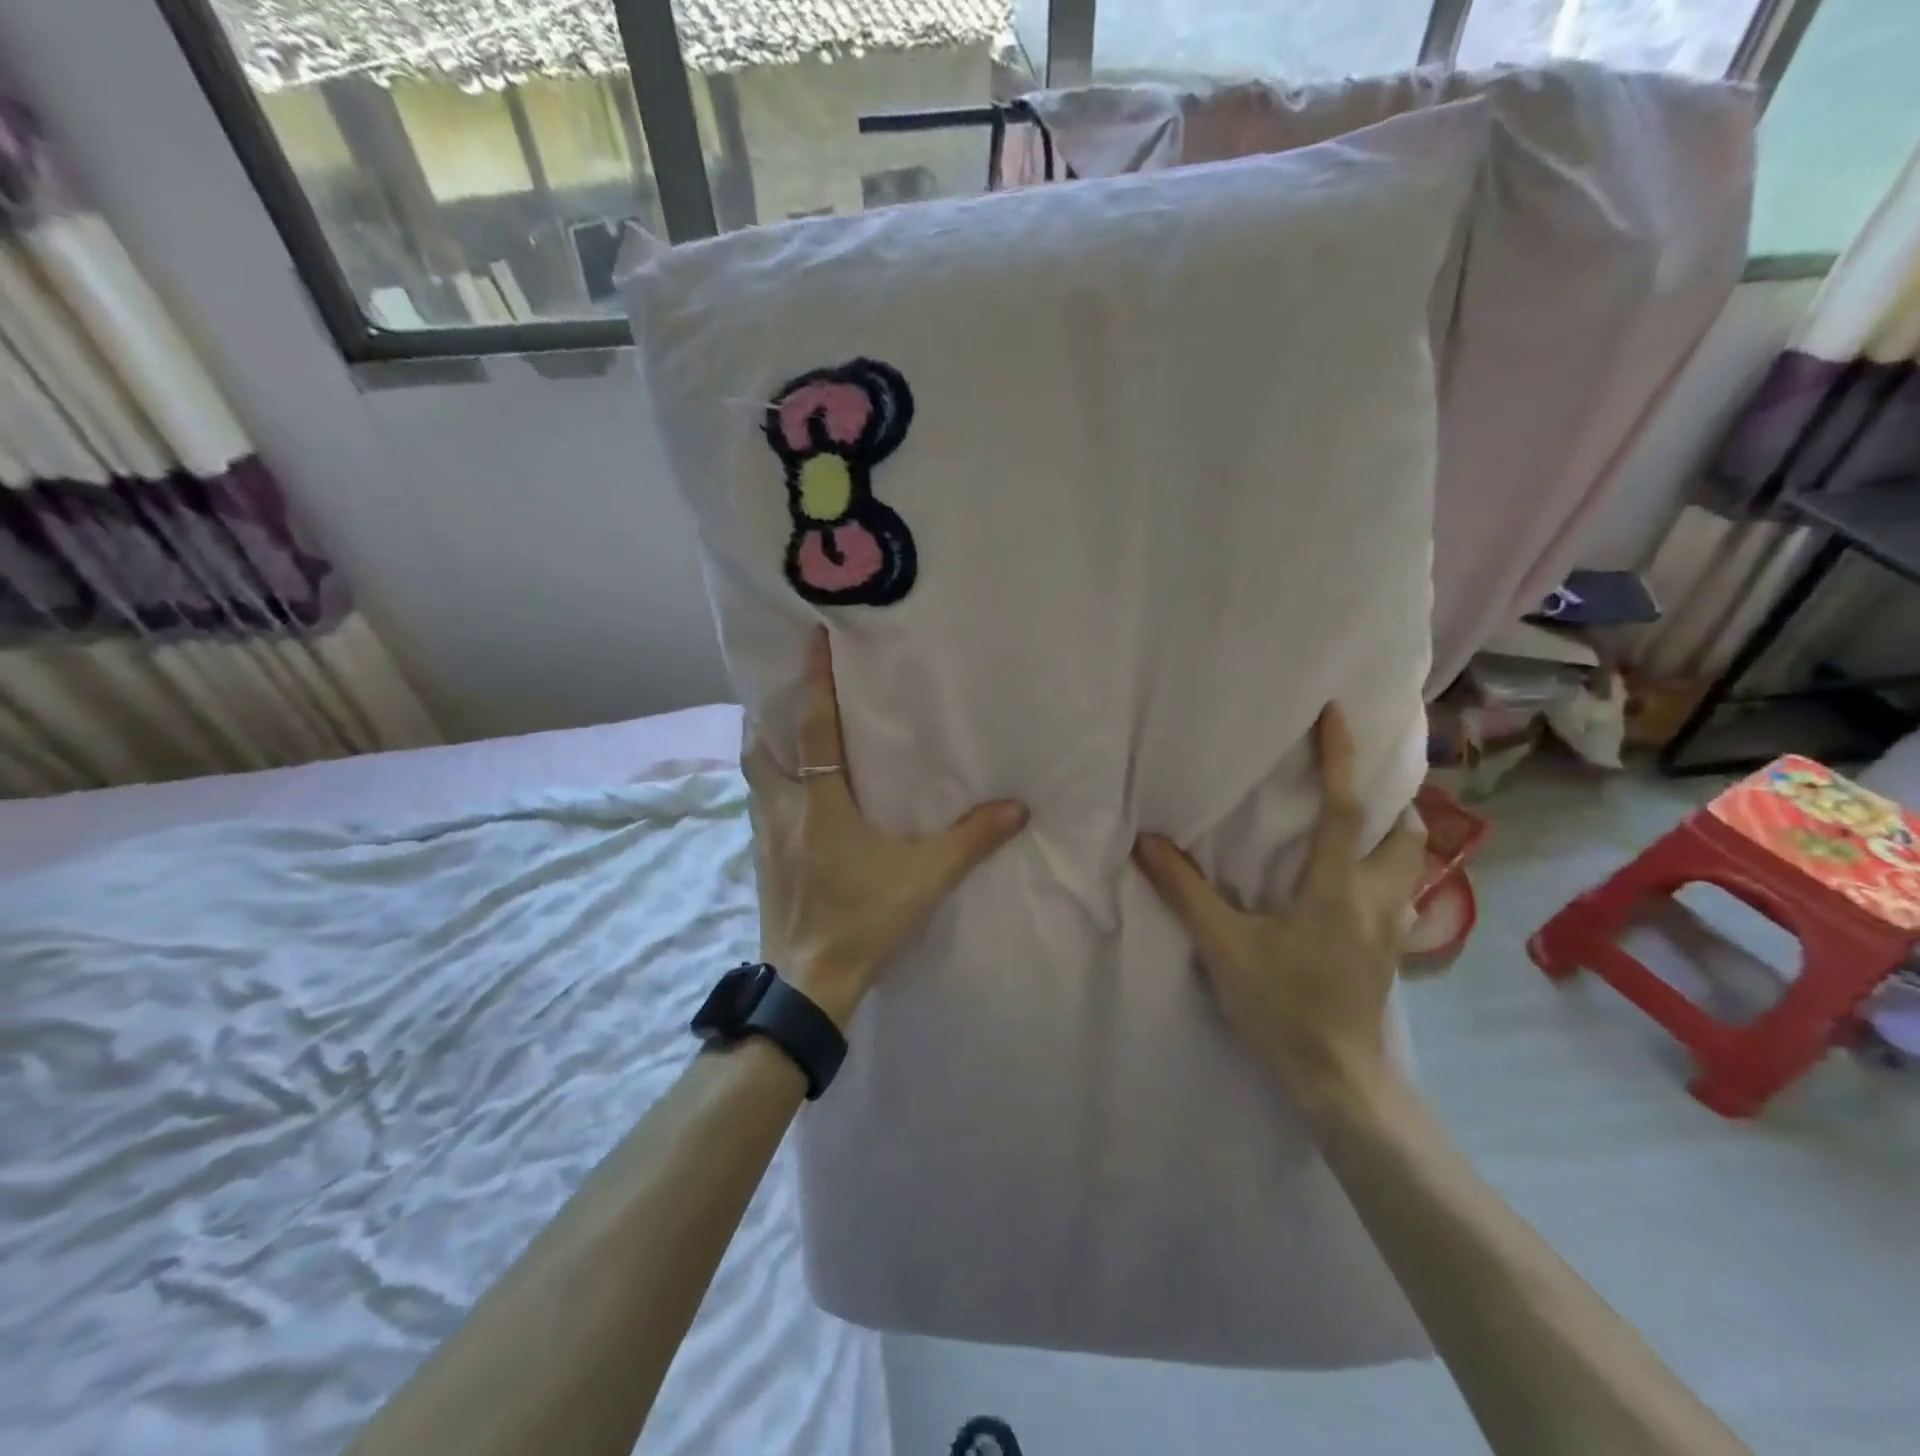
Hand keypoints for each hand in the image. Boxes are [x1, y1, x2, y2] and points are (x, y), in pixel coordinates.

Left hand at [743, 628, 1029, 1029]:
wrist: (809, 982)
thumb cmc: (864, 919)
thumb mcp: (925, 878)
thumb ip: (971, 840)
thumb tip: (1017, 808)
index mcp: (820, 803)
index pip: (813, 728)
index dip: (812, 681)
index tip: (811, 639)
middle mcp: (784, 810)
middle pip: (761, 748)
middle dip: (770, 716)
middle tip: (789, 696)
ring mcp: (765, 838)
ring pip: (755, 779)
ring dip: (767, 753)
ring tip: (789, 740)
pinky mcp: (762, 863)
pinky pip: (760, 809)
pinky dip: (771, 790)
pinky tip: (794, 802)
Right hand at [1132, 703, 1426, 1109]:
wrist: (1337, 1079)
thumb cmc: (1282, 1005)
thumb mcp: (1223, 946)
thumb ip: (1185, 891)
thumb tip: (1147, 843)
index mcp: (1336, 887)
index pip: (1345, 809)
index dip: (1341, 758)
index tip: (1337, 715)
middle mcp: (1376, 899)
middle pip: (1406, 833)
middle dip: (1393, 799)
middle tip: (1362, 781)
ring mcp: (1392, 930)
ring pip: (1412, 866)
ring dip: (1396, 836)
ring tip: (1363, 827)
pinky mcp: (1391, 955)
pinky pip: (1402, 896)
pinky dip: (1388, 873)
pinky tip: (1358, 888)